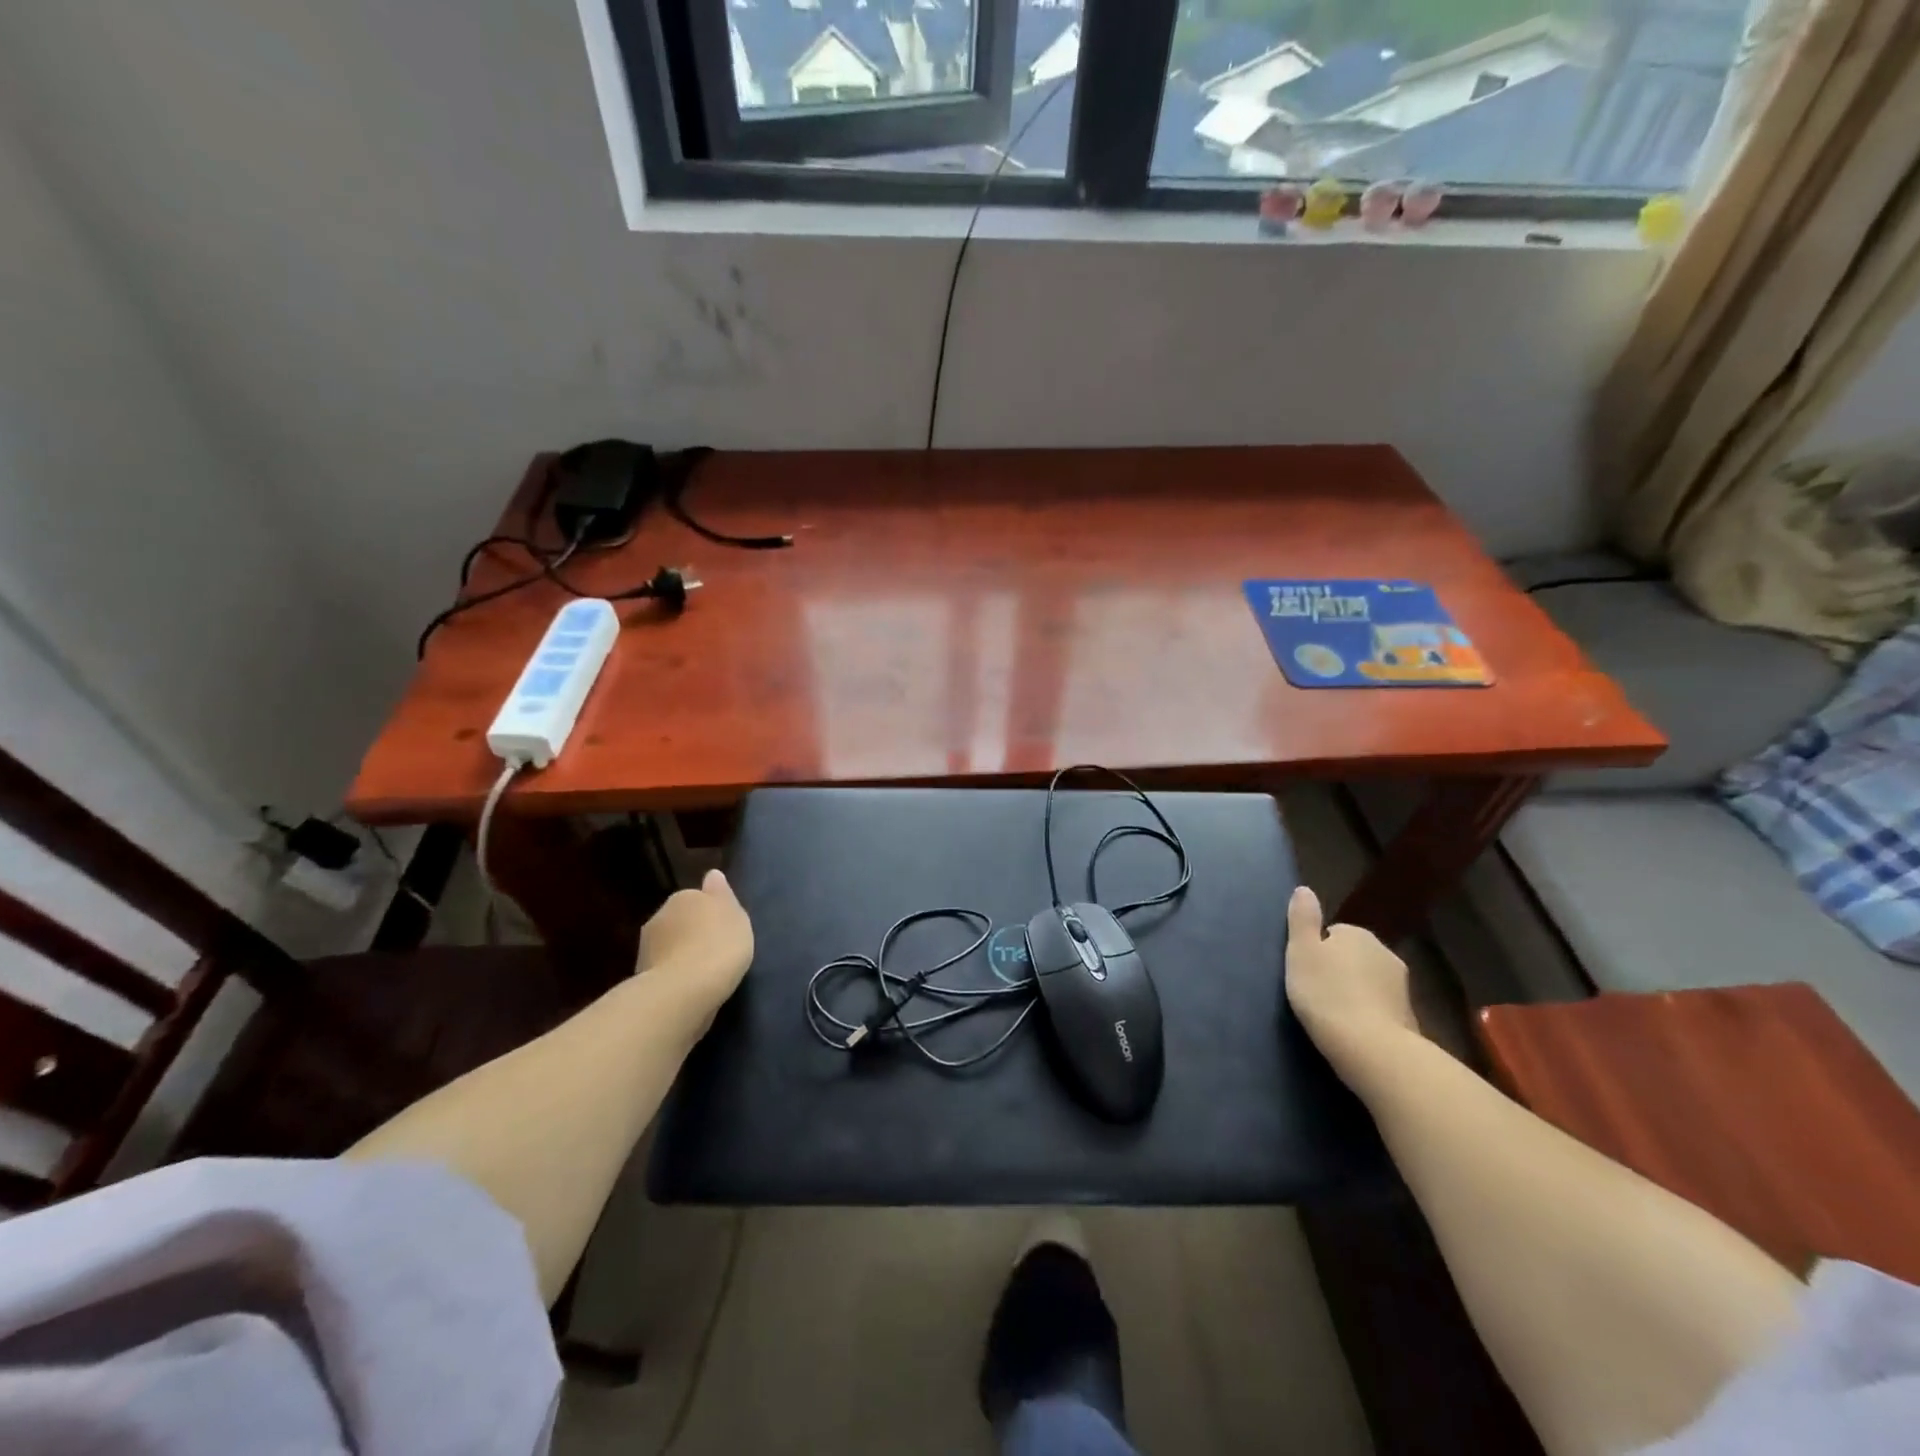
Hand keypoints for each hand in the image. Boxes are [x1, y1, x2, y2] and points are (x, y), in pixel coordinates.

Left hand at [637, 869, 754, 1012]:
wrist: (683, 991)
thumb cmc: (718, 946)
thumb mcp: (734, 915)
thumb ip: (722, 895)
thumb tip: (712, 875)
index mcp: (684, 897)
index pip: (697, 898)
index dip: (710, 913)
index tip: (723, 930)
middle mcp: (660, 916)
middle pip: (680, 921)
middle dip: (691, 932)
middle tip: (714, 950)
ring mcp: (646, 947)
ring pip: (669, 945)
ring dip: (680, 954)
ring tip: (701, 973)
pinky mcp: (641, 977)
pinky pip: (664, 970)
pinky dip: (674, 975)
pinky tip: (688, 988)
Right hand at [1285, 885, 1420, 1087]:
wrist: (1371, 1048)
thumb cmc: (1326, 993)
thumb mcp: (1301, 951)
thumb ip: (1302, 919)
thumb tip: (1304, 889)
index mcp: (1358, 934)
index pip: (1333, 933)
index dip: (1317, 952)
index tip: (1306, 972)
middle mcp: (1385, 953)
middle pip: (1354, 956)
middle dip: (1339, 970)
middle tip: (1316, 993)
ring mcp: (1402, 987)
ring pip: (1370, 982)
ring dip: (1355, 993)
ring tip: (1333, 1014)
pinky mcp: (1410, 1018)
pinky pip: (1381, 1008)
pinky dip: (1369, 1015)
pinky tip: (1354, 1031)